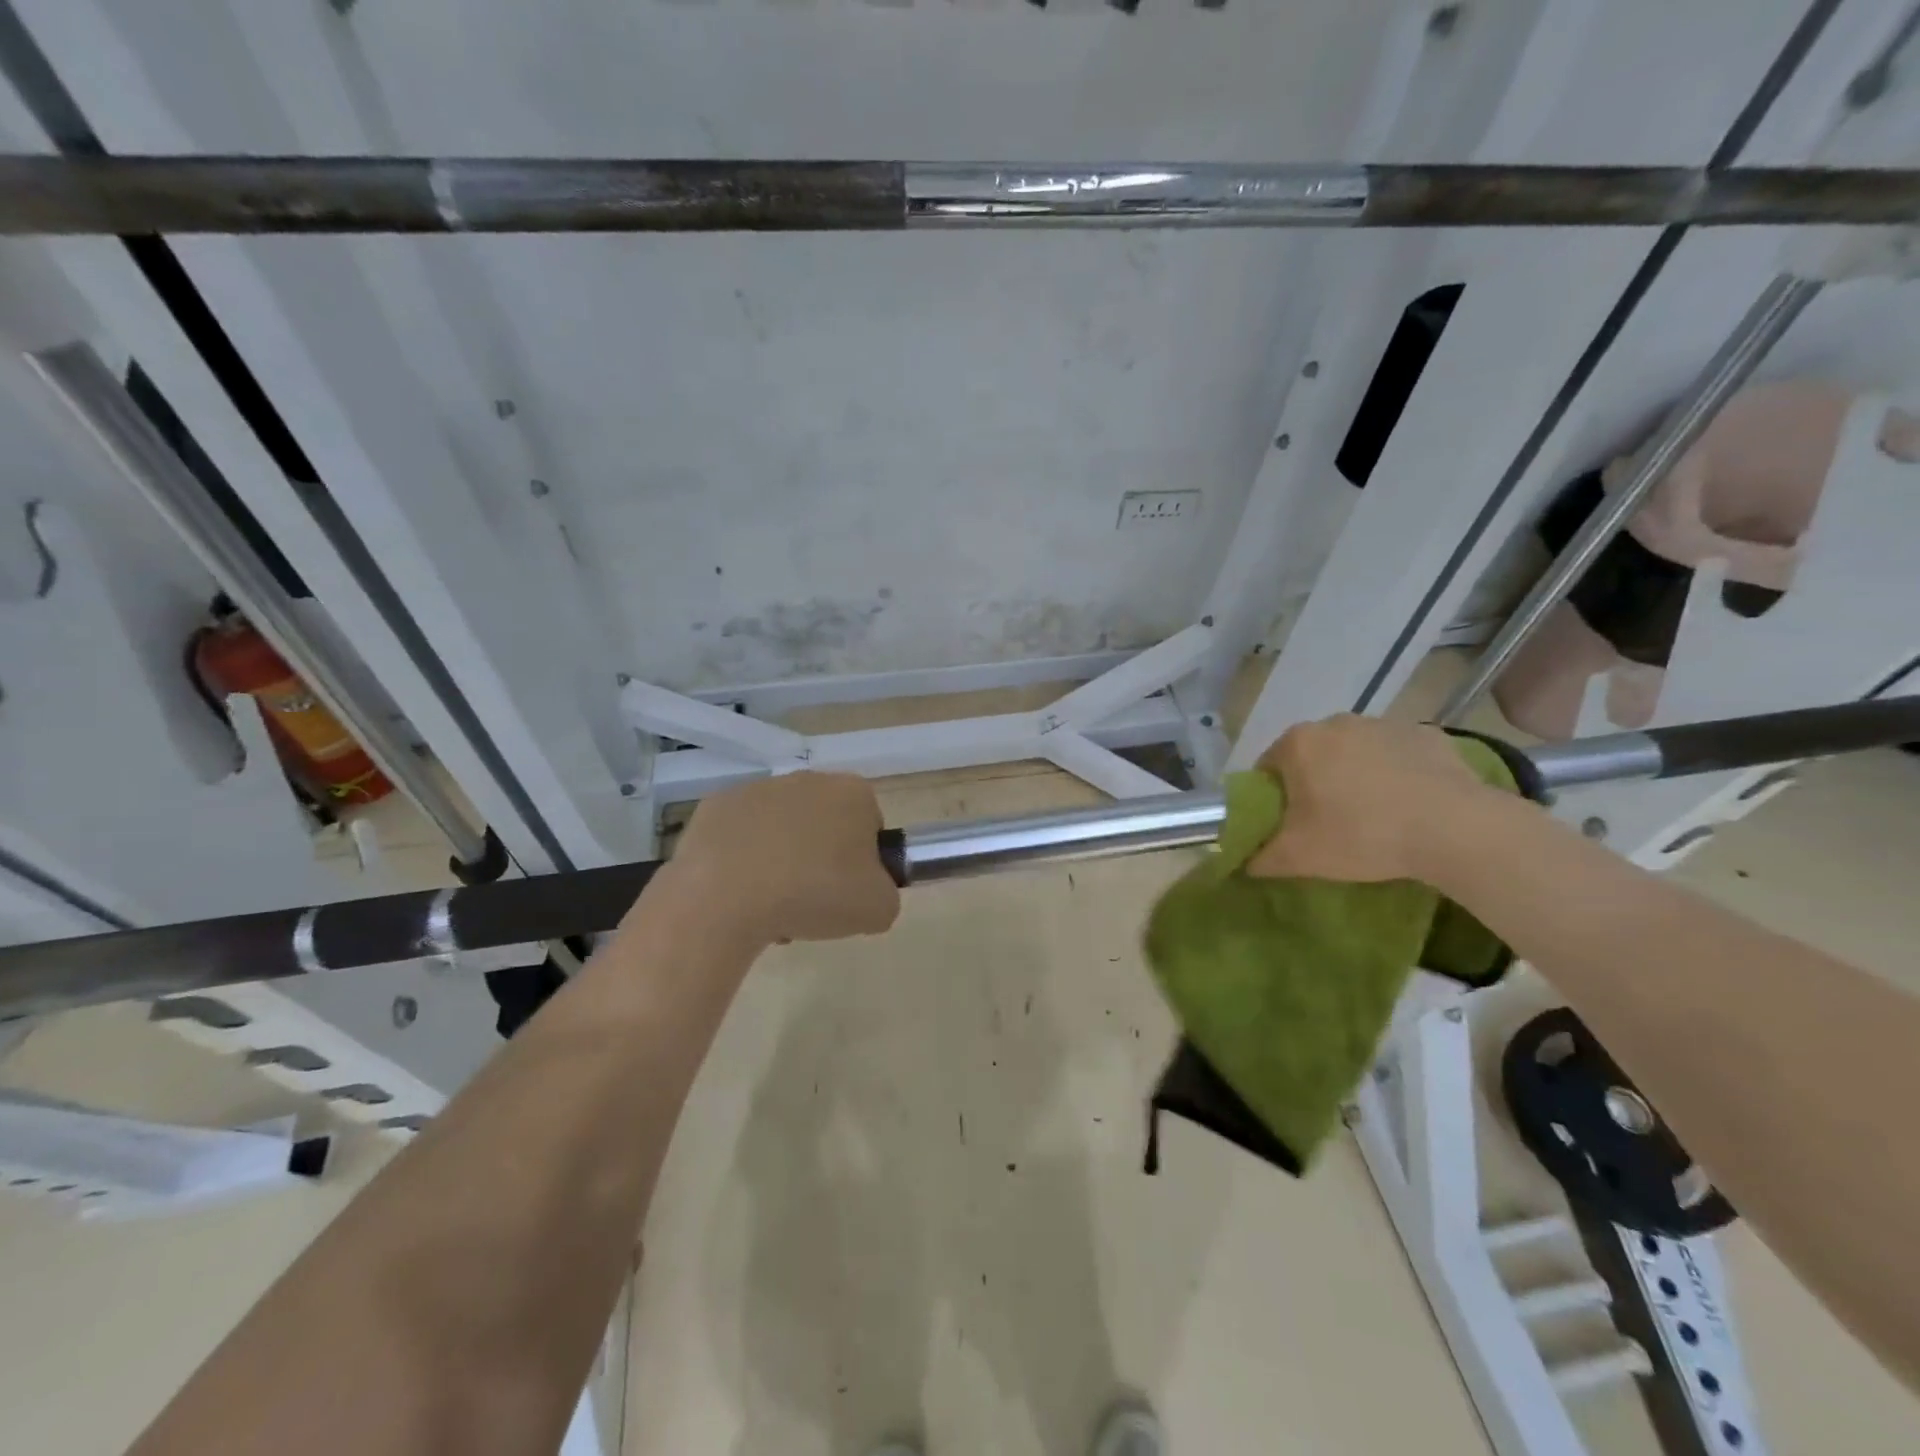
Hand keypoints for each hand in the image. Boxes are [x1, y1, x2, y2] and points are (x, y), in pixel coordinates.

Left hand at [659, 772, 900, 947]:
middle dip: (820, 859)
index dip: (863, 863)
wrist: (726, 898)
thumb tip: (866, 891)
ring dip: (781, 861)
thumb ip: (885, 893)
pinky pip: (740, 837)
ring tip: (770, 907)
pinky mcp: (715, 807)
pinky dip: (741, 861)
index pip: (870, 826)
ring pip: (781, 830)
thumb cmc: (814, 894)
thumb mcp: (878, 908)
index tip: (848, 892)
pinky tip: (738, 895)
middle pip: (824, 825)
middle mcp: (808, 780)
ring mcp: (757, 789)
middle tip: (813, 902)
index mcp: (852, 793)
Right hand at [1247, 715, 1496, 883]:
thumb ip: (1260, 858)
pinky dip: (1397, 774)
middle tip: (1327, 823)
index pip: (1268, 767)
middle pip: (1312, 756)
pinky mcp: (1428, 735)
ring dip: (1356, 776)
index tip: (1287, 825)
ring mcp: (1384, 724)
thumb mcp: (1299, 858)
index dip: (1273, 798)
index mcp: (1298, 744)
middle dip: (1314, 783)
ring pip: (1355, 752)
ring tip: (1374, 816)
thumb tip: (1243, 862)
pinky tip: (1409, 805)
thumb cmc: (1361, 835)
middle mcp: (1336, 722)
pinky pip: (1398, 755)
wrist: (1455, 829)